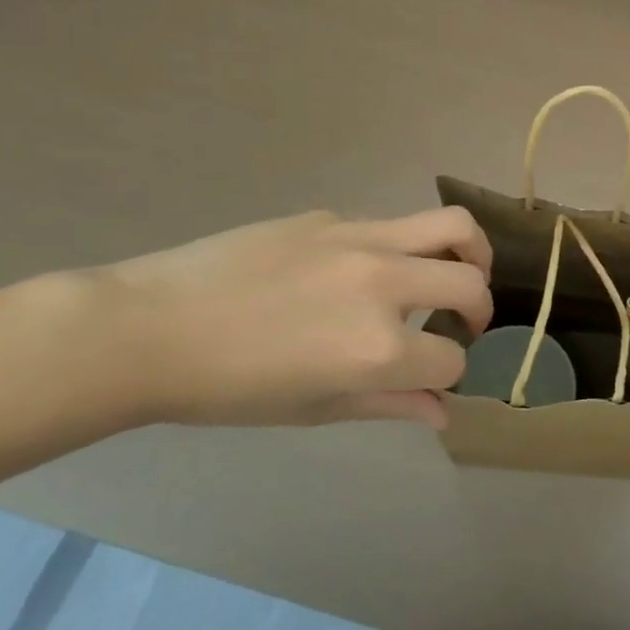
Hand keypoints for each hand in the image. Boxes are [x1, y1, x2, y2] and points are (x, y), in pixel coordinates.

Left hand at [94, 206, 492, 429]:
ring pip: (452, 225)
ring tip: (463, 267)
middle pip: (470, 284)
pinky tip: (364, 270)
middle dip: (480, 309)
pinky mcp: (334, 216)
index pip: (450, 359)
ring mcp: (361, 240)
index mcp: (376, 348)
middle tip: (466, 320)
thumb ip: (389, 405)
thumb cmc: (227, 389)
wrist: (149, 328)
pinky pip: (390, 226)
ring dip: (472, 251)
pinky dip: (401, 248)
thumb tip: (442, 412)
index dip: (447, 373)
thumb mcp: (314, 408)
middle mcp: (384, 285)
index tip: (430, 377)